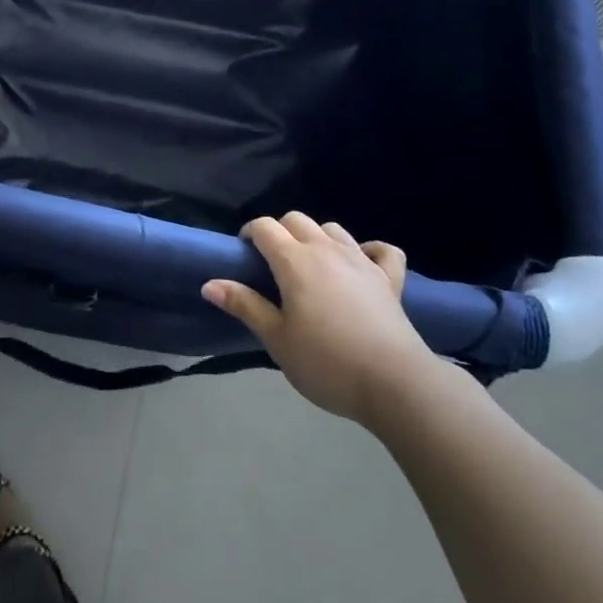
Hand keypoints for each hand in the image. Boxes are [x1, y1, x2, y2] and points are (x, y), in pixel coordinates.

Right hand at [202, 213, 436, 424]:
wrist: (393, 382)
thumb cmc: (326, 362)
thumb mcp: (277, 339)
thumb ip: (245, 306)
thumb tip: (209, 283)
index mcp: (294, 260)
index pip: (265, 227)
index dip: (250, 233)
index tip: (244, 253)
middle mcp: (326, 249)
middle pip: (297, 219)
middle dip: (280, 232)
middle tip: (274, 264)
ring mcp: (360, 260)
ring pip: (333, 228)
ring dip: (317, 238)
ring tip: (312, 266)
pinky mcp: (388, 278)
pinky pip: (382, 250)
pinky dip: (370, 250)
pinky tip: (363, 263)